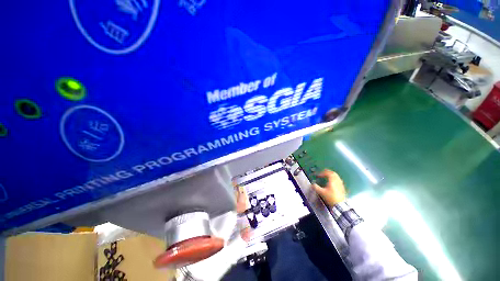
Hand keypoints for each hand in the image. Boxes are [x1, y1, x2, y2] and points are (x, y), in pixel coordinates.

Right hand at [311, 169, 346, 206]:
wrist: (340, 205)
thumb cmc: (331, 198)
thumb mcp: (321, 192)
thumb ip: (316, 187)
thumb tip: (312, 184)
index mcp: (332, 181)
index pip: (328, 173)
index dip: (322, 173)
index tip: (318, 175)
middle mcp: (337, 181)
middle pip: (333, 173)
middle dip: (328, 172)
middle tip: (323, 172)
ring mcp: (340, 184)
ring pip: (337, 176)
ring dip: (331, 175)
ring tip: (327, 176)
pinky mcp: (342, 187)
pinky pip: (339, 180)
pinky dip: (335, 179)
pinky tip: (333, 182)